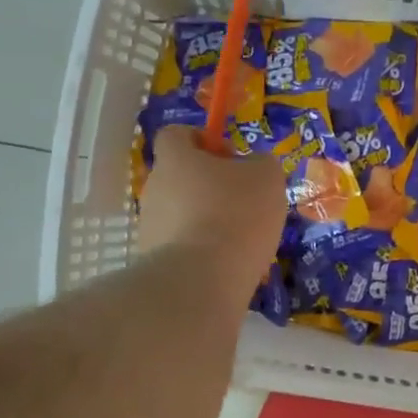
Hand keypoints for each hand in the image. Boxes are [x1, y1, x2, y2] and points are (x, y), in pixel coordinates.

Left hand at [138, 125, 286, 309]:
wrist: (200, 283)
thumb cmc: (235, 216)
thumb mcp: (267, 178)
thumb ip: (261, 164)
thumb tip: (253, 167)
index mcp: (176, 159)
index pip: (176, 134)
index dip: (202, 140)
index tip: (230, 158)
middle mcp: (155, 188)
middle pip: (181, 177)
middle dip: (212, 187)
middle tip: (245, 203)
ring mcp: (150, 227)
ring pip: (184, 215)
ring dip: (209, 222)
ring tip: (243, 242)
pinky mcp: (154, 262)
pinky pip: (184, 248)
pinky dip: (205, 253)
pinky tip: (229, 267)